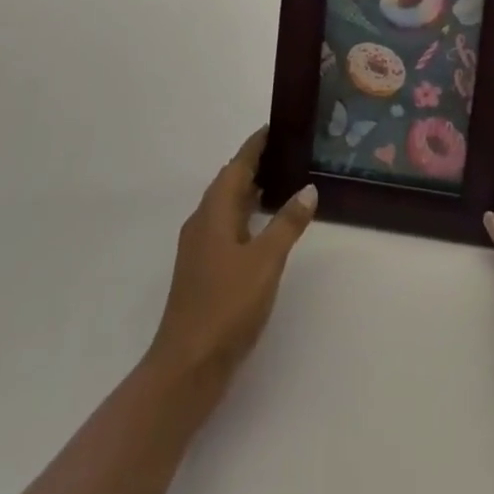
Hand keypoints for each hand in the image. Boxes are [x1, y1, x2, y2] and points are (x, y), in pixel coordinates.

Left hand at [145, 127, 316, 394]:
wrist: (187, 367)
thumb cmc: (227, 306)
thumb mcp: (266, 262)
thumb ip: (287, 224)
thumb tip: (307, 188)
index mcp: (215, 211)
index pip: (237, 165)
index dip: (256, 145)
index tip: (275, 127)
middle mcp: (203, 221)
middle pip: (229, 182)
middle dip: (254, 164)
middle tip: (286, 151)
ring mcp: (200, 247)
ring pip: (227, 206)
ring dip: (249, 190)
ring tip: (280, 182)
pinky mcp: (202, 270)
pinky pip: (226, 226)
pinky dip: (245, 215)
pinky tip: (262, 228)